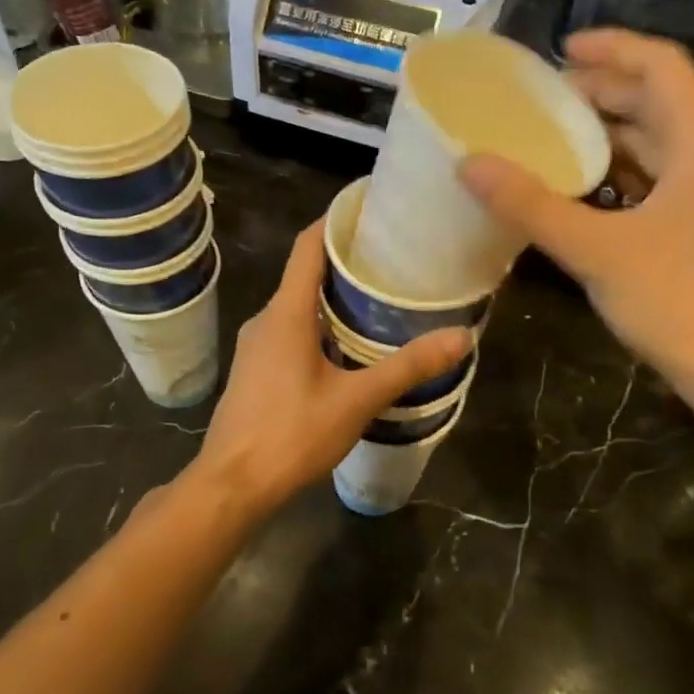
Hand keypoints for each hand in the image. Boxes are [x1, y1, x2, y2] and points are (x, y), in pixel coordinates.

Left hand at [191, 220, 470, 518]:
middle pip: (306, 272)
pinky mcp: (257, 370)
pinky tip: (352, 345)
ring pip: (299, 304)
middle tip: (396, 258)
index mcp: (286, 313)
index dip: (338, 219)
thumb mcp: (356, 401)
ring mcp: (257, 346)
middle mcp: (267, 319)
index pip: (309, 245)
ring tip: (382, 297)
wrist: (231, 486)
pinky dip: (322, 323)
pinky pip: (292, 330)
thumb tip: (461, 338)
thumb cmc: (290, 435)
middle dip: (348, 260)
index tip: (374, 208)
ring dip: (336, 296)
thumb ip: (407, 368)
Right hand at [459, 28, 693, 391]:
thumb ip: (530, 204)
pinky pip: (659, 177)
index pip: (659, 65)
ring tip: (551, 137)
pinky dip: (620, 172)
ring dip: (608, 134)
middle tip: (541, 99)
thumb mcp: (595, 249)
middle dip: (600, 92)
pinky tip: (580, 187)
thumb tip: (469, 164)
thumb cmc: (675, 299)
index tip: (559, 51)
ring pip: (658, 141)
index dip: (610, 47)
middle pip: (657, 100)